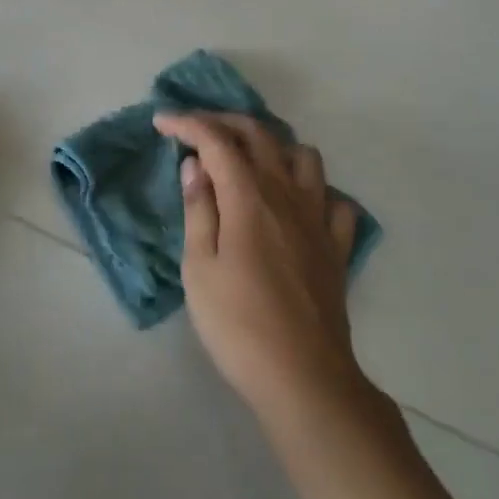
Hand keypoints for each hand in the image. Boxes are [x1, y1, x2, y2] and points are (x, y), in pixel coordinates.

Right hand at [153, 112, 366, 425]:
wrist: (303, 376)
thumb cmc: (239, 325)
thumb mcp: (199, 269)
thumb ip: (199, 210)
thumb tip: (196, 165)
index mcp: (249, 196)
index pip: (217, 140)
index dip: (187, 123)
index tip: (162, 121)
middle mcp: (287, 194)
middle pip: (260, 134)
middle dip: (225, 121)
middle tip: (197, 130)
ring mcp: (318, 216)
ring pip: (304, 156)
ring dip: (274, 146)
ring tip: (249, 161)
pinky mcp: (337, 244)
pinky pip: (334, 199)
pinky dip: (314, 190)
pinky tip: (297, 205)